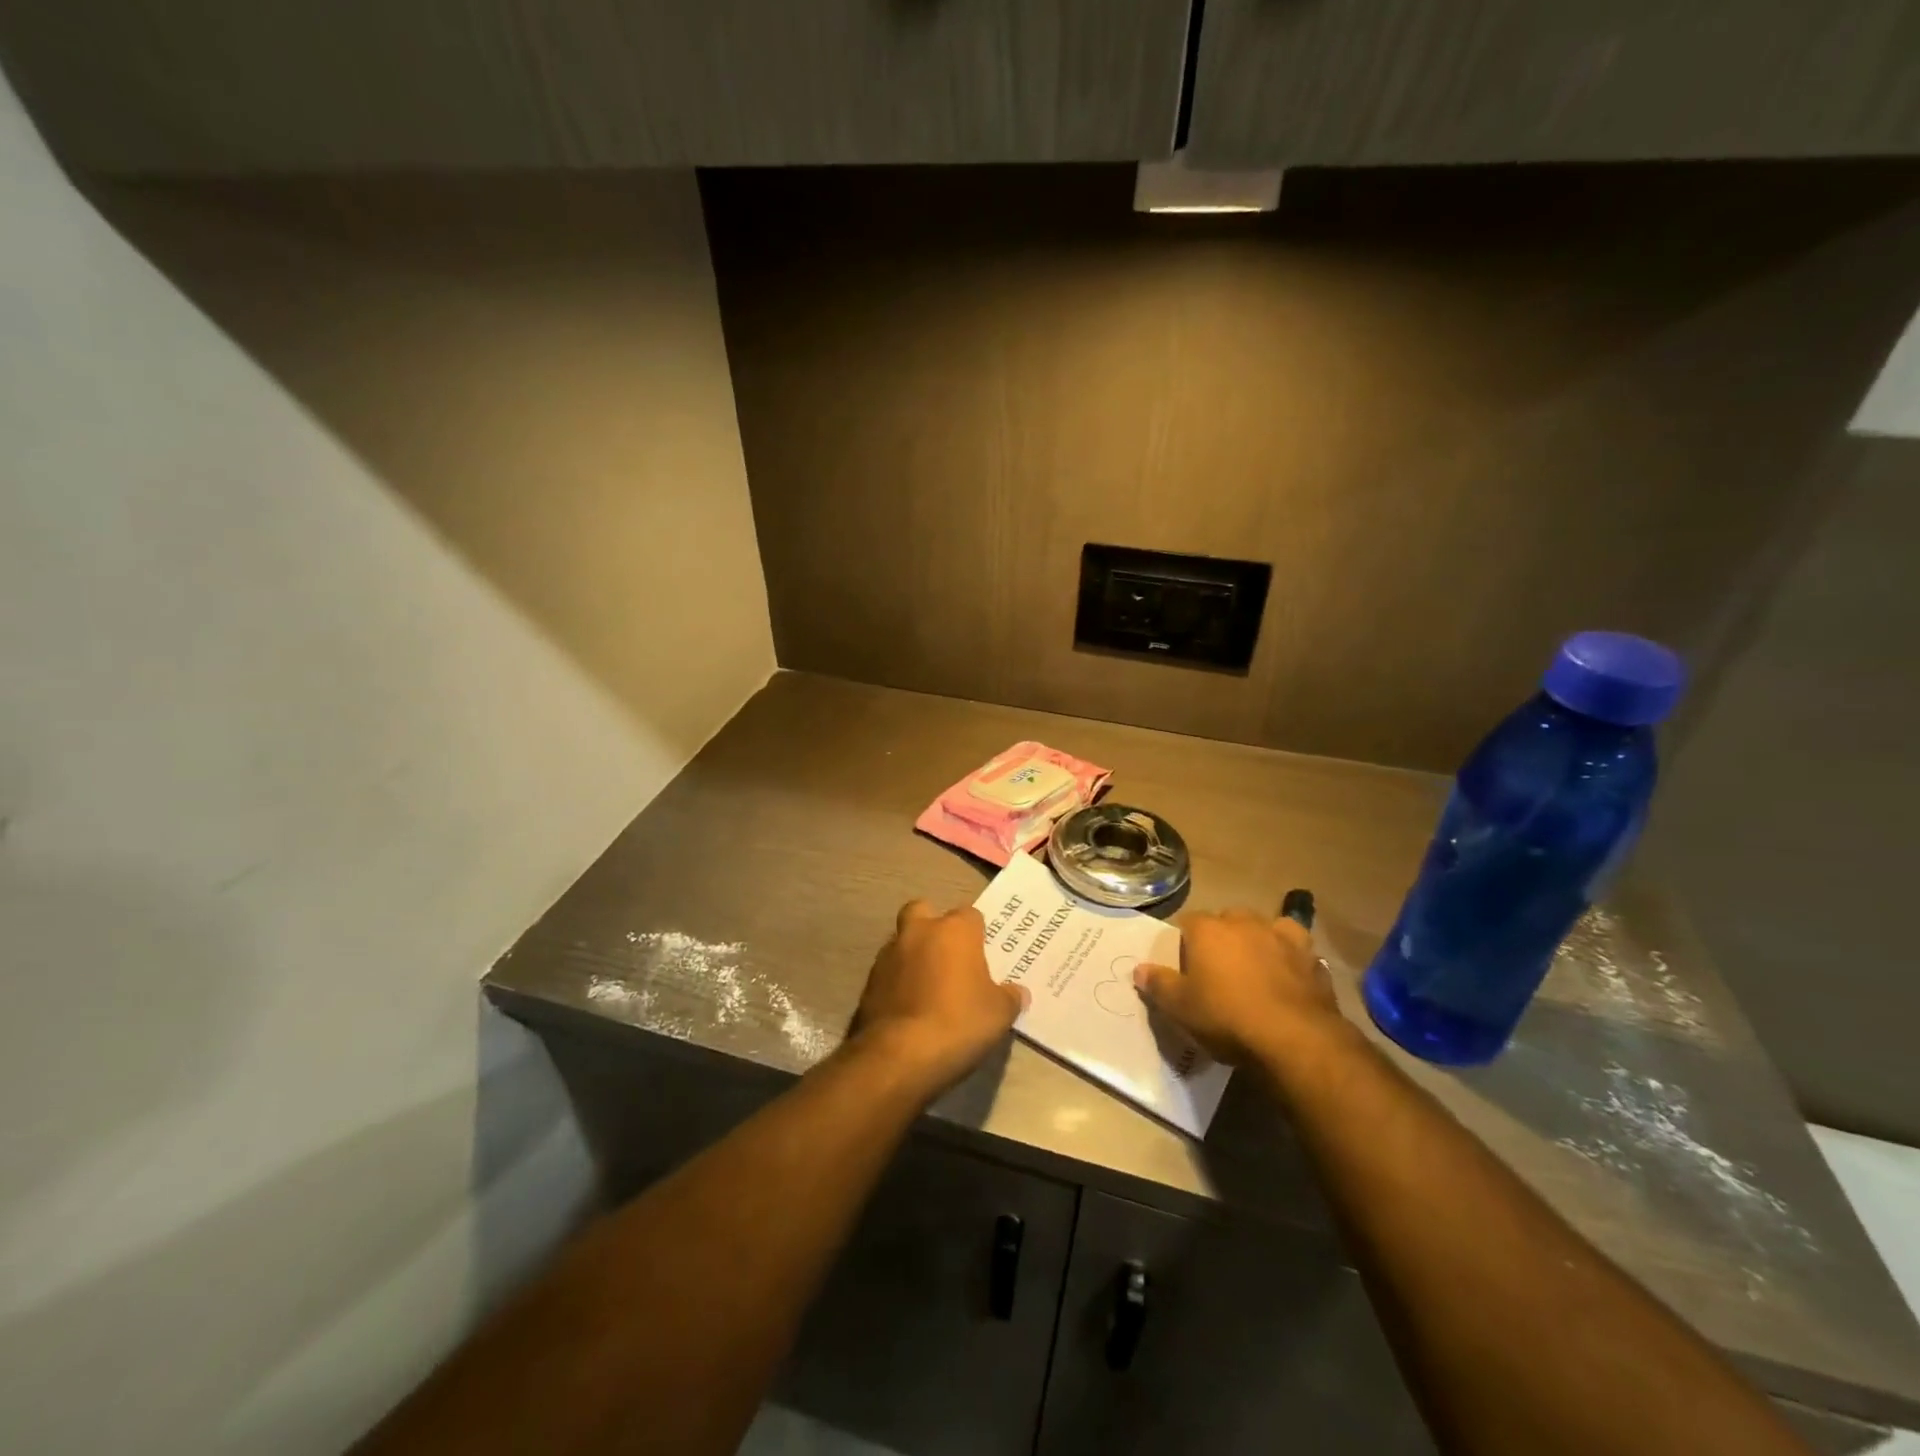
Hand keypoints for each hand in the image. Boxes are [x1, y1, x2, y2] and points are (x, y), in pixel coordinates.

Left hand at [848, 901, 1026, 1096]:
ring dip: (913, 956)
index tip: (984, 956)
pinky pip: (888, 972)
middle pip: (924, 911)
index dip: (977, 933)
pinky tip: (909, 1008)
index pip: (970, 915)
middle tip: (949, 957)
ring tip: (928, 987)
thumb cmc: (959, 1023)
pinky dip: (897, 982)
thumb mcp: (999, 1014)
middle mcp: (918, 932)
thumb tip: (1017, 992)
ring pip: (902, 941)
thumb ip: (1009, 997)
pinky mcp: (868, 982)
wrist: (900, 1055)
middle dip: (934, 927)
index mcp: (954, 931)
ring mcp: (888, 955)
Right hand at [1133, 909, 1341, 1065]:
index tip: (1185, 964)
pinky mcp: (1311, 958)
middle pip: (1227, 919)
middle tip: (1218, 968)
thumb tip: (1139, 969)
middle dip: (1222, 936)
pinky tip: (1289, 973)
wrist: (1294, 1038)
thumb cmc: (1227, 1018)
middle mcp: (1244, 923)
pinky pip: (1296, 948)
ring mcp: (1281, 937)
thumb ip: (1159, 985)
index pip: (1188, 922)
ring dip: (1259, 939)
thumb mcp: (1181, 1008)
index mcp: (1208, 930)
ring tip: (1256, 964)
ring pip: (1265, 926)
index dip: (1185, 941)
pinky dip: (1290, 956)